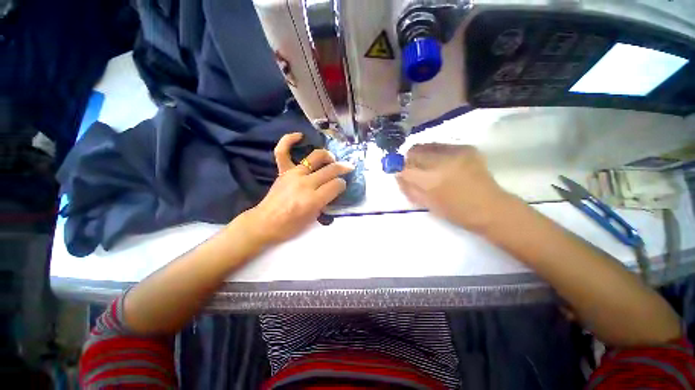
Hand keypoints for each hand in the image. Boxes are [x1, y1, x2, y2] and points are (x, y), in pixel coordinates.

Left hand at [242, 133, 352, 245]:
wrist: (265, 223)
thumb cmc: (290, 226)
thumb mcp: (313, 218)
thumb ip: (325, 202)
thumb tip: (332, 189)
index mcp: (313, 199)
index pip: (336, 185)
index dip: (342, 185)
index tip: (342, 186)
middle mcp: (305, 184)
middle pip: (330, 170)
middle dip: (342, 168)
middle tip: (348, 168)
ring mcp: (293, 175)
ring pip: (315, 157)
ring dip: (327, 156)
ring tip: (332, 159)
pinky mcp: (283, 171)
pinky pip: (283, 151)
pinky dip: (289, 140)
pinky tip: (300, 136)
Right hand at [396, 143, 515, 232]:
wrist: (490, 208)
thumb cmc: (455, 212)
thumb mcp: (426, 204)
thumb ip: (408, 188)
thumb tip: (397, 174)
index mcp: (430, 181)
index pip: (404, 168)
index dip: (398, 168)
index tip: (398, 170)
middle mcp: (441, 161)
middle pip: (414, 151)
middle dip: (409, 159)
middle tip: (414, 169)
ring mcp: (456, 152)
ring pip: (427, 145)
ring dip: (422, 155)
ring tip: (429, 166)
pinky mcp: (466, 147)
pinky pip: (442, 146)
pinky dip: (436, 153)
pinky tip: (444, 163)